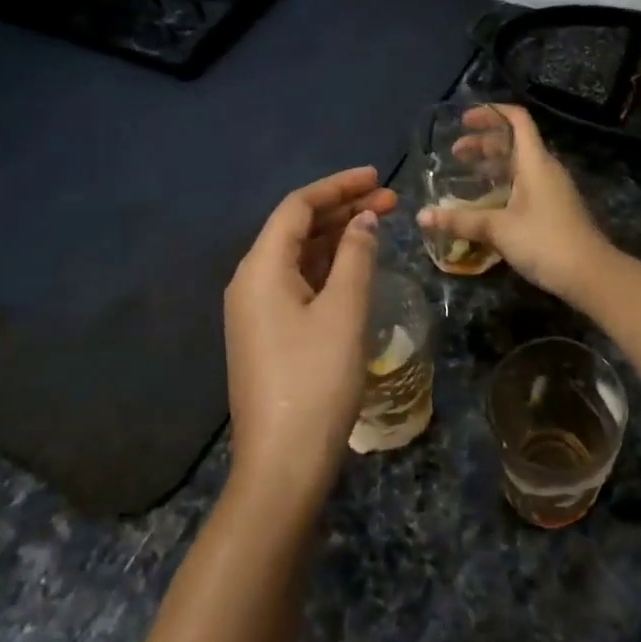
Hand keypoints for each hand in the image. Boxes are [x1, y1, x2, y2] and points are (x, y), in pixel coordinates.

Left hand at [223, 167, 396, 512]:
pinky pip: (298, 282)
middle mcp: (251, 281)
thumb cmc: (316, 380)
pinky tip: (357, 265)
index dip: (338, 186)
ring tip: (380, 225)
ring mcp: (257, 310)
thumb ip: (356, 257)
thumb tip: (364, 221)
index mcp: (261, 268)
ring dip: (338, 237)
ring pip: (299, 256)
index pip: (298, 207)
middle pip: (297, 228)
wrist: (283, 465)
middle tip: (390, 201)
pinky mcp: (268, 334)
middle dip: (343, 210)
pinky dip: (329, 267)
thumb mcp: (344, 311)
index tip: (377, 176)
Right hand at [417, 105, 609, 302]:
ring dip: (492, 165)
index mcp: (535, 161)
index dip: (491, 113)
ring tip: (465, 176)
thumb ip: (460, 220)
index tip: (464, 119)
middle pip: (514, 142)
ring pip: (519, 165)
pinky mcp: (554, 209)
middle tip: (455, 153)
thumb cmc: (545, 241)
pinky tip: (485, 204)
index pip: (517, 120)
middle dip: (483, 143)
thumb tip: (421, 215)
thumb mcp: (498, 229)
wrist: (591, 274)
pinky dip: (503, 184)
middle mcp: (545, 168)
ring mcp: (552, 189)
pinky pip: (524, 184)